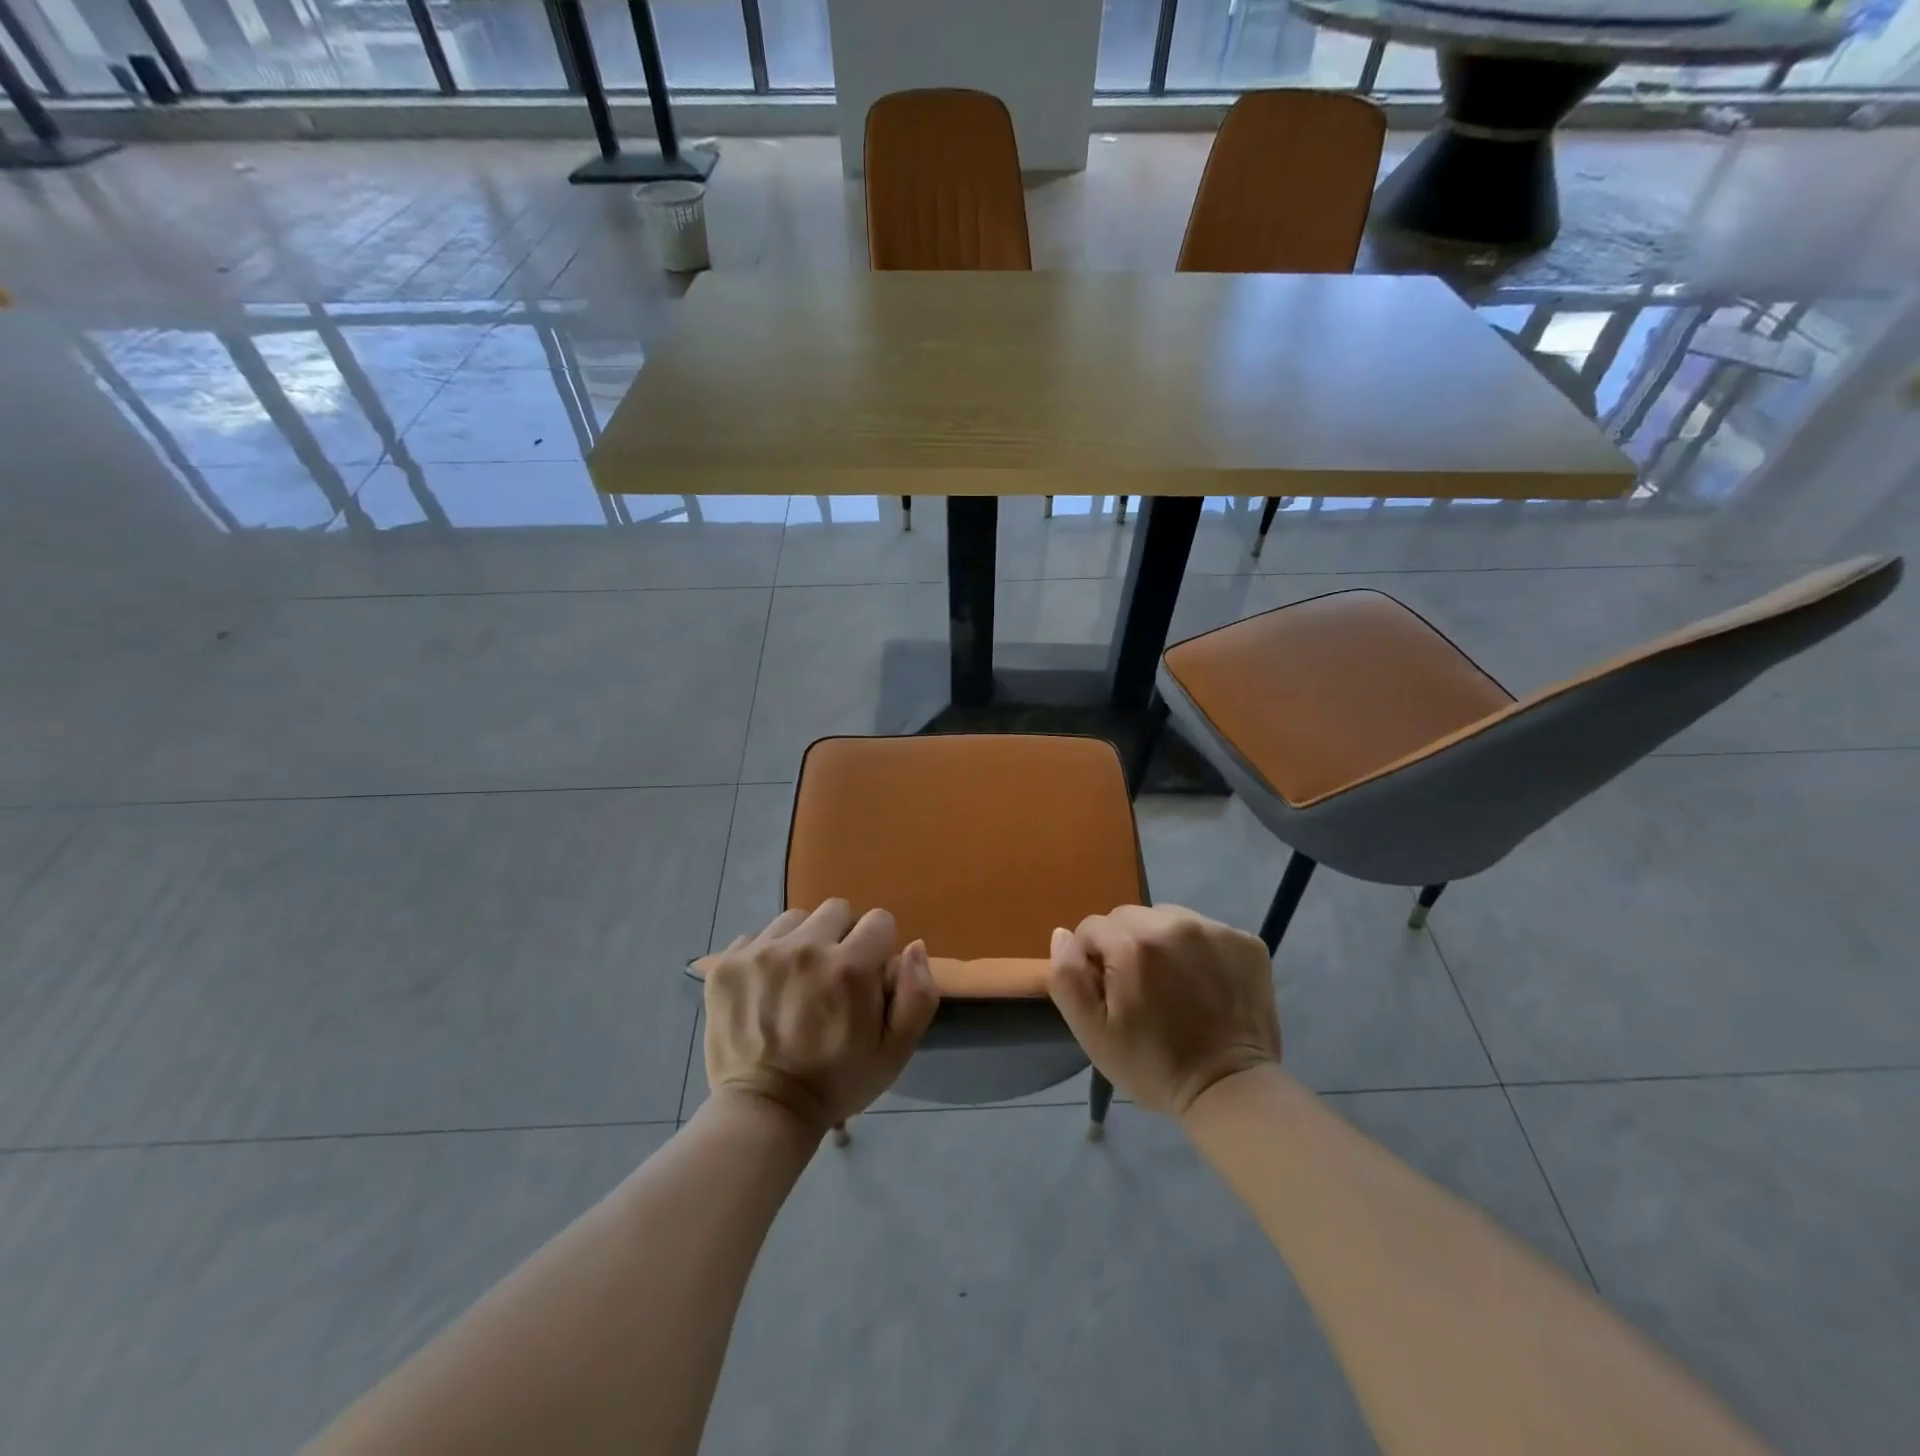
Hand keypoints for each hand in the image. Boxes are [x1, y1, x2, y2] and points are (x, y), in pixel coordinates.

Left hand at [704, 900, 939, 1138]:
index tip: (866, 978)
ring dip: (803, 941)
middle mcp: (806, 948)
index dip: (878, 949)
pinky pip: (758, 935)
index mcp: (850, 967)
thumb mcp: (895, 1051)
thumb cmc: (838, 1081)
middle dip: (841, 938)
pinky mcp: (727, 964)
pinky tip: (767, 988)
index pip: (879, 921)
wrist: (765, 1111)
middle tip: (831, 978)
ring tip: (797, 981)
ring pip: (796, 919)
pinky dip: (767, 955)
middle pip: (836, 910)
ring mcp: (761, 953)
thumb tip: (915, 946)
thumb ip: (919, 995)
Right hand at [1048, 904, 1280, 1119]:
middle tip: (1140, 991)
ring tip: (1173, 986)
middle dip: (1125, 947)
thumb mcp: (1092, 1032)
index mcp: (1133, 942)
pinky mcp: (1246, 941)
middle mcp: (1174, 922)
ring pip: (1166, 919)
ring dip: (1161, 943)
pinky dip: (1198, 951)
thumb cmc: (1152, 1065)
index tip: (1110, 995)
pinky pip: (1204, 931)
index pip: (1091, 928)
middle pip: (1129, 918)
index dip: (1092, 962)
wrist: (1230, 1090)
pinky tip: (1204, 985)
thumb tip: (1062, 935)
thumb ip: (1068, 977)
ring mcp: (1215, 929)